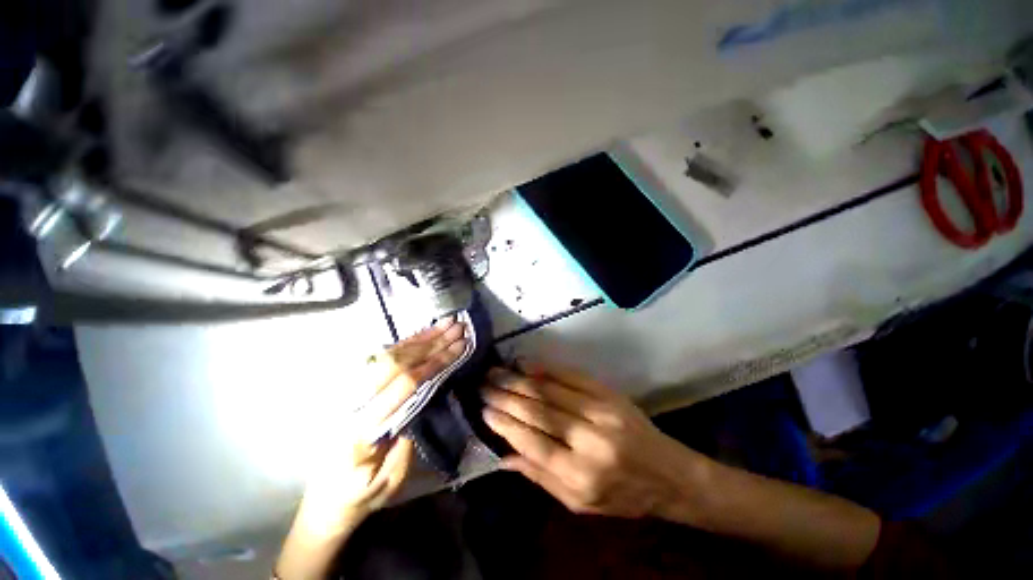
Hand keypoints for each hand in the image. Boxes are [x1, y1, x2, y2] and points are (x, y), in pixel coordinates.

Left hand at [277, 319, 466, 579]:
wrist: (326, 498)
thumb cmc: (362, 494)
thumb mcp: (391, 481)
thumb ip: (408, 439)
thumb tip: (428, 399)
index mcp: (363, 428)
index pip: (405, 384)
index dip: (434, 363)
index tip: (459, 347)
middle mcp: (355, 402)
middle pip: (399, 362)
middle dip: (433, 343)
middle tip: (458, 328)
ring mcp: (352, 392)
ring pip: (391, 355)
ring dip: (422, 337)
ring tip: (447, 324)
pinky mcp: (356, 387)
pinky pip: (383, 358)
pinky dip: (407, 343)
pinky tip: (425, 333)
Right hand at [481, 364, 706, 518]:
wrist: (667, 473)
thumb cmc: (621, 496)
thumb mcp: (579, 504)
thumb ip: (540, 477)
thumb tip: (504, 455)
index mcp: (581, 476)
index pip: (533, 444)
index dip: (505, 425)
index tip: (484, 410)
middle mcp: (590, 440)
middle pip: (539, 412)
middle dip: (506, 396)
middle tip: (483, 385)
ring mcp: (601, 411)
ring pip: (551, 391)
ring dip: (520, 380)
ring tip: (497, 372)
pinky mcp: (608, 394)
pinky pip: (571, 376)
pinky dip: (546, 369)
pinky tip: (527, 364)